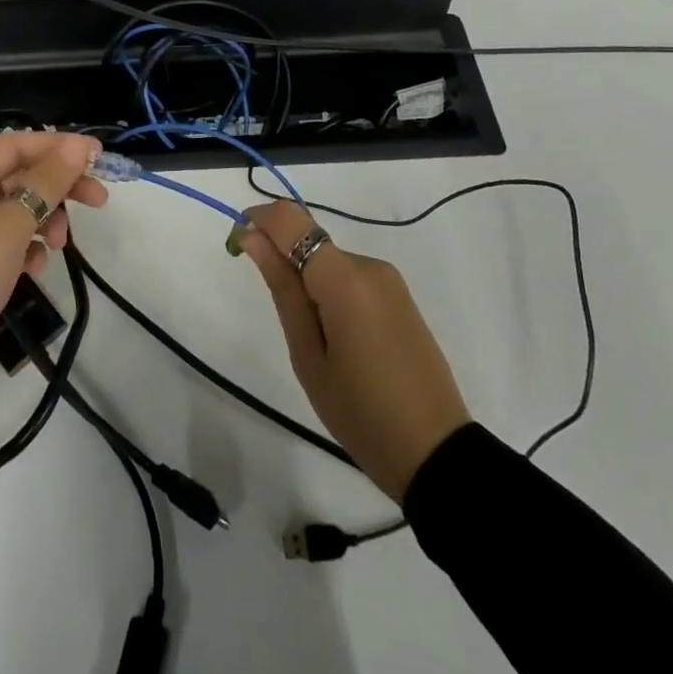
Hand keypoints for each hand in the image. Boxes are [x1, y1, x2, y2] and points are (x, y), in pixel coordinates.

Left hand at [0, 131, 107, 384]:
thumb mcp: (10, 225)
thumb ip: (47, 182)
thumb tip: (77, 145)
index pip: (15, 144)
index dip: (58, 146)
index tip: (98, 156)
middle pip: (19, 175)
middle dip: (58, 187)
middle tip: (99, 201)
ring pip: (16, 208)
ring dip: (44, 220)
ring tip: (57, 245)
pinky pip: (6, 240)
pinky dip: (26, 247)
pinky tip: (33, 269)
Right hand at [239, 200, 469, 500]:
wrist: (435, 453)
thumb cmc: (360, 410)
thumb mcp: (307, 354)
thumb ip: (281, 287)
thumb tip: (251, 236)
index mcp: (344, 278)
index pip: (291, 220)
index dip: (258, 220)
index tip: (237, 244)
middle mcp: (369, 266)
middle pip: (310, 241)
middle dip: (283, 263)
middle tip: (281, 322)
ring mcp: (389, 281)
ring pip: (329, 261)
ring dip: (308, 283)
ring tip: (316, 345)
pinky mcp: (400, 297)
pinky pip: (350, 278)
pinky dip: (330, 294)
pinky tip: (339, 342)